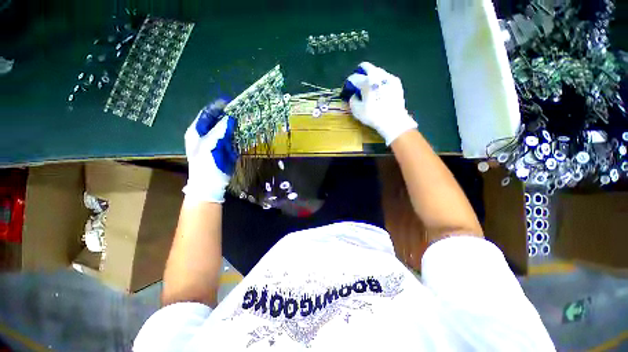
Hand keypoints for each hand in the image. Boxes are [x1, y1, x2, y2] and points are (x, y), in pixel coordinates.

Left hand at [183, 99, 237, 202]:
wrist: (211, 184)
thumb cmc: (204, 164)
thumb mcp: (208, 145)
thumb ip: (218, 130)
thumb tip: (229, 118)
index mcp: (197, 131)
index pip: (206, 114)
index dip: (216, 107)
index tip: (228, 102)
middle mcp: (207, 134)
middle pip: (217, 121)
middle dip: (228, 116)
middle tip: (240, 111)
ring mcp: (217, 142)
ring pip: (227, 130)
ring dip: (235, 125)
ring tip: (245, 119)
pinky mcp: (226, 149)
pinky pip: (233, 139)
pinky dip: (238, 136)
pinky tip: (245, 132)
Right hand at [341, 62, 417, 145]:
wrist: (393, 120)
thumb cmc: (373, 116)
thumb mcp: (357, 111)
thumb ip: (352, 100)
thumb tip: (354, 95)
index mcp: (366, 81)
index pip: (353, 77)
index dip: (348, 83)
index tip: (347, 89)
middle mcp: (378, 75)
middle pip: (366, 67)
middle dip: (360, 73)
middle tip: (358, 83)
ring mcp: (389, 77)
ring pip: (376, 71)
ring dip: (371, 77)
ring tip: (369, 88)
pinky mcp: (396, 82)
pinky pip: (385, 78)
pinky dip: (380, 82)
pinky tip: (379, 91)